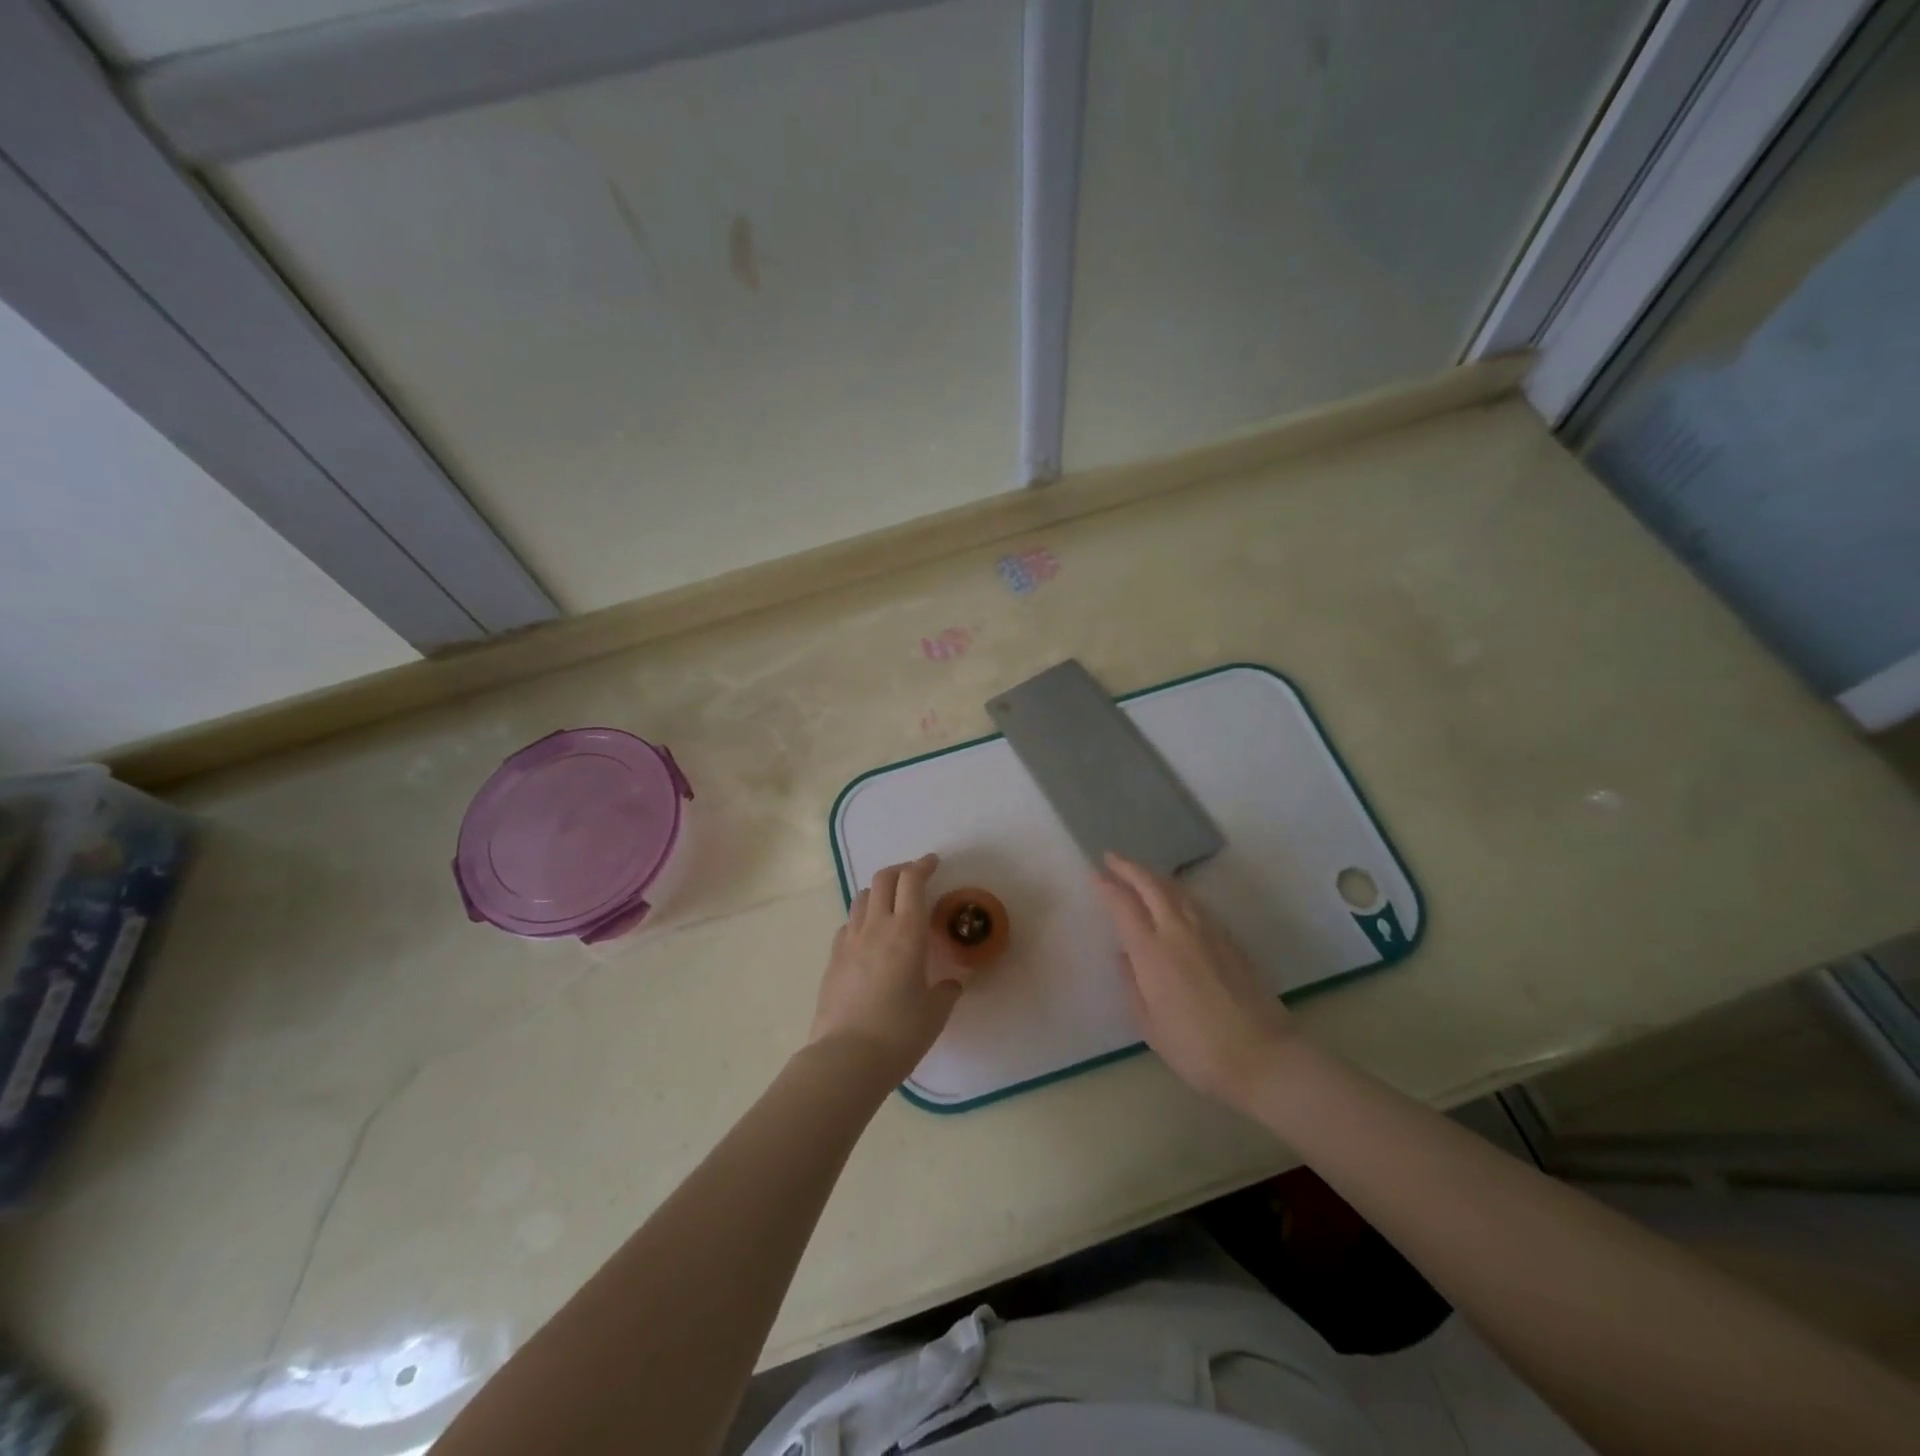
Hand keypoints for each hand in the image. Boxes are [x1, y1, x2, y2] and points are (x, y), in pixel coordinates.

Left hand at [809, 854, 970, 1083]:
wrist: (845, 1059)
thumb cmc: (899, 1034)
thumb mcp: (935, 1014)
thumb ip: (946, 991)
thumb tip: (951, 983)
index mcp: (907, 933)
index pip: (912, 881)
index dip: (922, 865)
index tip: (933, 862)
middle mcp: (876, 927)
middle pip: (883, 879)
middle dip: (901, 870)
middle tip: (915, 876)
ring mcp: (849, 941)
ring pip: (862, 897)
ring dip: (879, 891)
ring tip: (892, 903)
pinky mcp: (833, 959)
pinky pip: (848, 924)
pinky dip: (862, 919)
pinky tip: (869, 937)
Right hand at [1095, 853, 1294, 1108]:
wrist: (1263, 1057)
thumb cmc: (1197, 1049)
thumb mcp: (1150, 1025)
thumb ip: (1132, 985)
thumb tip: (1124, 956)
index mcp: (1152, 952)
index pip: (1124, 905)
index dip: (1108, 887)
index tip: (1095, 875)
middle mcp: (1178, 931)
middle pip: (1152, 886)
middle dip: (1130, 868)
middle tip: (1112, 858)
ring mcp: (1208, 932)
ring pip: (1177, 890)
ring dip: (1155, 876)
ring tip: (1141, 873)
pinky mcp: (1230, 940)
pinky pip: (1196, 904)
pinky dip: (1177, 892)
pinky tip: (1175, 899)